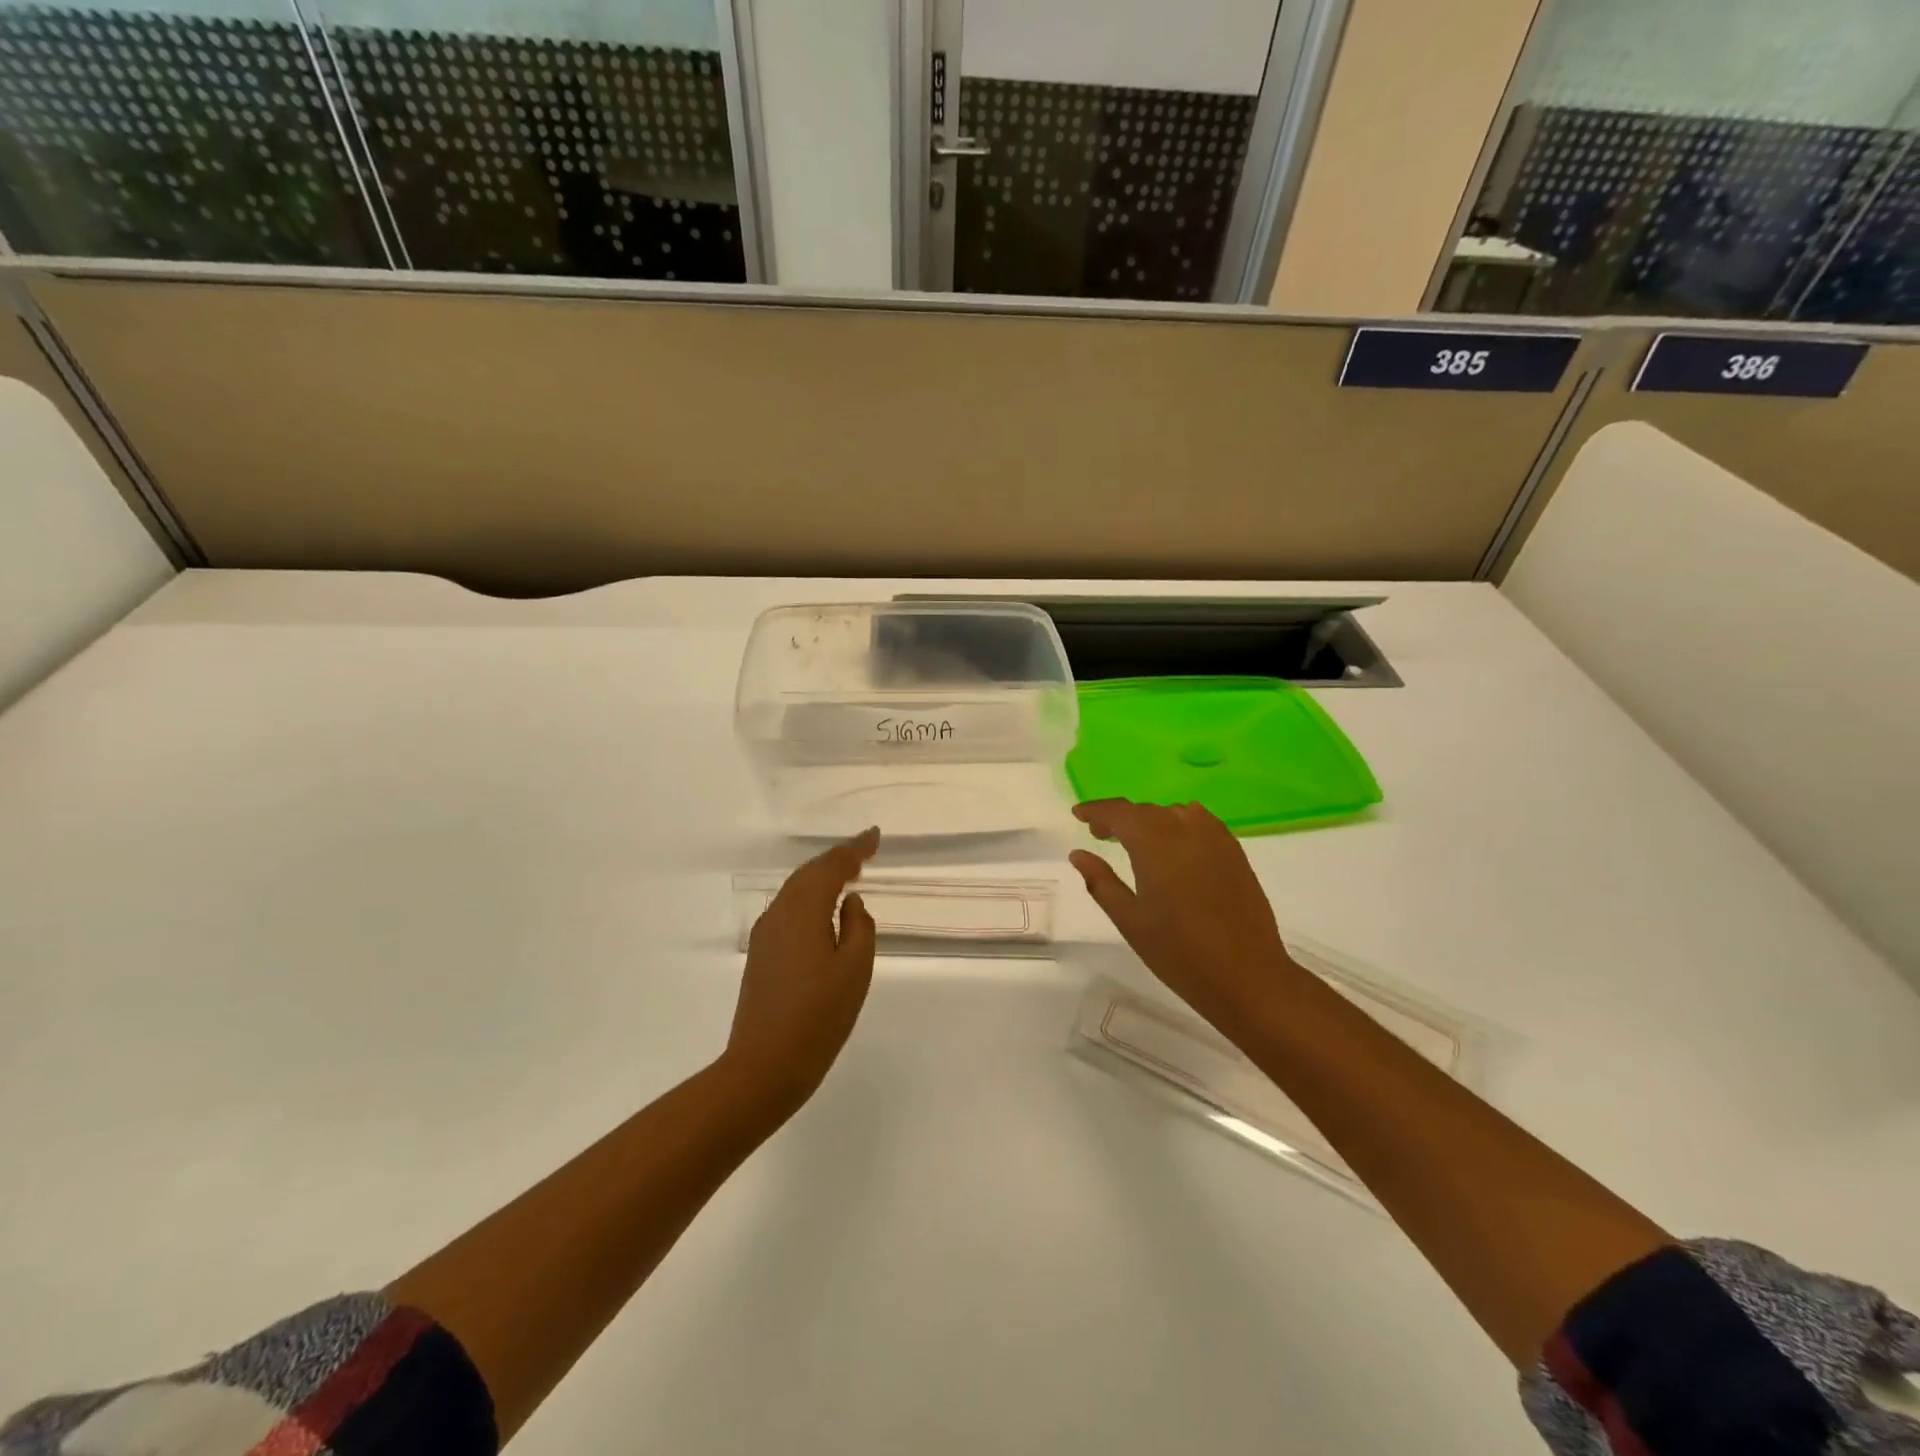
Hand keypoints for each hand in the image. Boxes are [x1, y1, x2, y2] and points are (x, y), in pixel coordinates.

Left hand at [725, 828, 879, 1116]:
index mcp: (803, 910)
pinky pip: (789, 911)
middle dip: (837, 859)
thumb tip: (849, 902)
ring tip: (848, 875)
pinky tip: (823, 913)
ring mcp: (765, 935)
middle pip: (809, 874)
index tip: (875, 835)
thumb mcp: (854, 970)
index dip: (855, 849)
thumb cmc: (818, 1017)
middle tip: (864, 851)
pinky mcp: (761, 955)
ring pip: (796, 892)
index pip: (831, 866)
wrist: (764, 1067)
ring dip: (822, 879)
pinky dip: (810, 900)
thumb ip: (858, 927)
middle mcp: (779, 913)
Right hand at [1069, 800, 1294, 1031]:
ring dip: (1150, 820)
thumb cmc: (1179, 953)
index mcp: (1154, 845)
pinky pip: (1201, 822)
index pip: (1119, 812)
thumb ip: (1101, 882)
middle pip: (1145, 811)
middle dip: (1120, 818)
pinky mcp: (1234, 852)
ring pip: (1174, 814)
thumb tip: (1078, 854)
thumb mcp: (1130, 920)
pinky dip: (1180, 823)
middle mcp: (1185, 831)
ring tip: (1137, 842)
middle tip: (1101, 835)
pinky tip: (1175, 842)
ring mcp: (1214, 839)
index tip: (1078, 815)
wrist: (1247, 976)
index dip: (1096, 810)